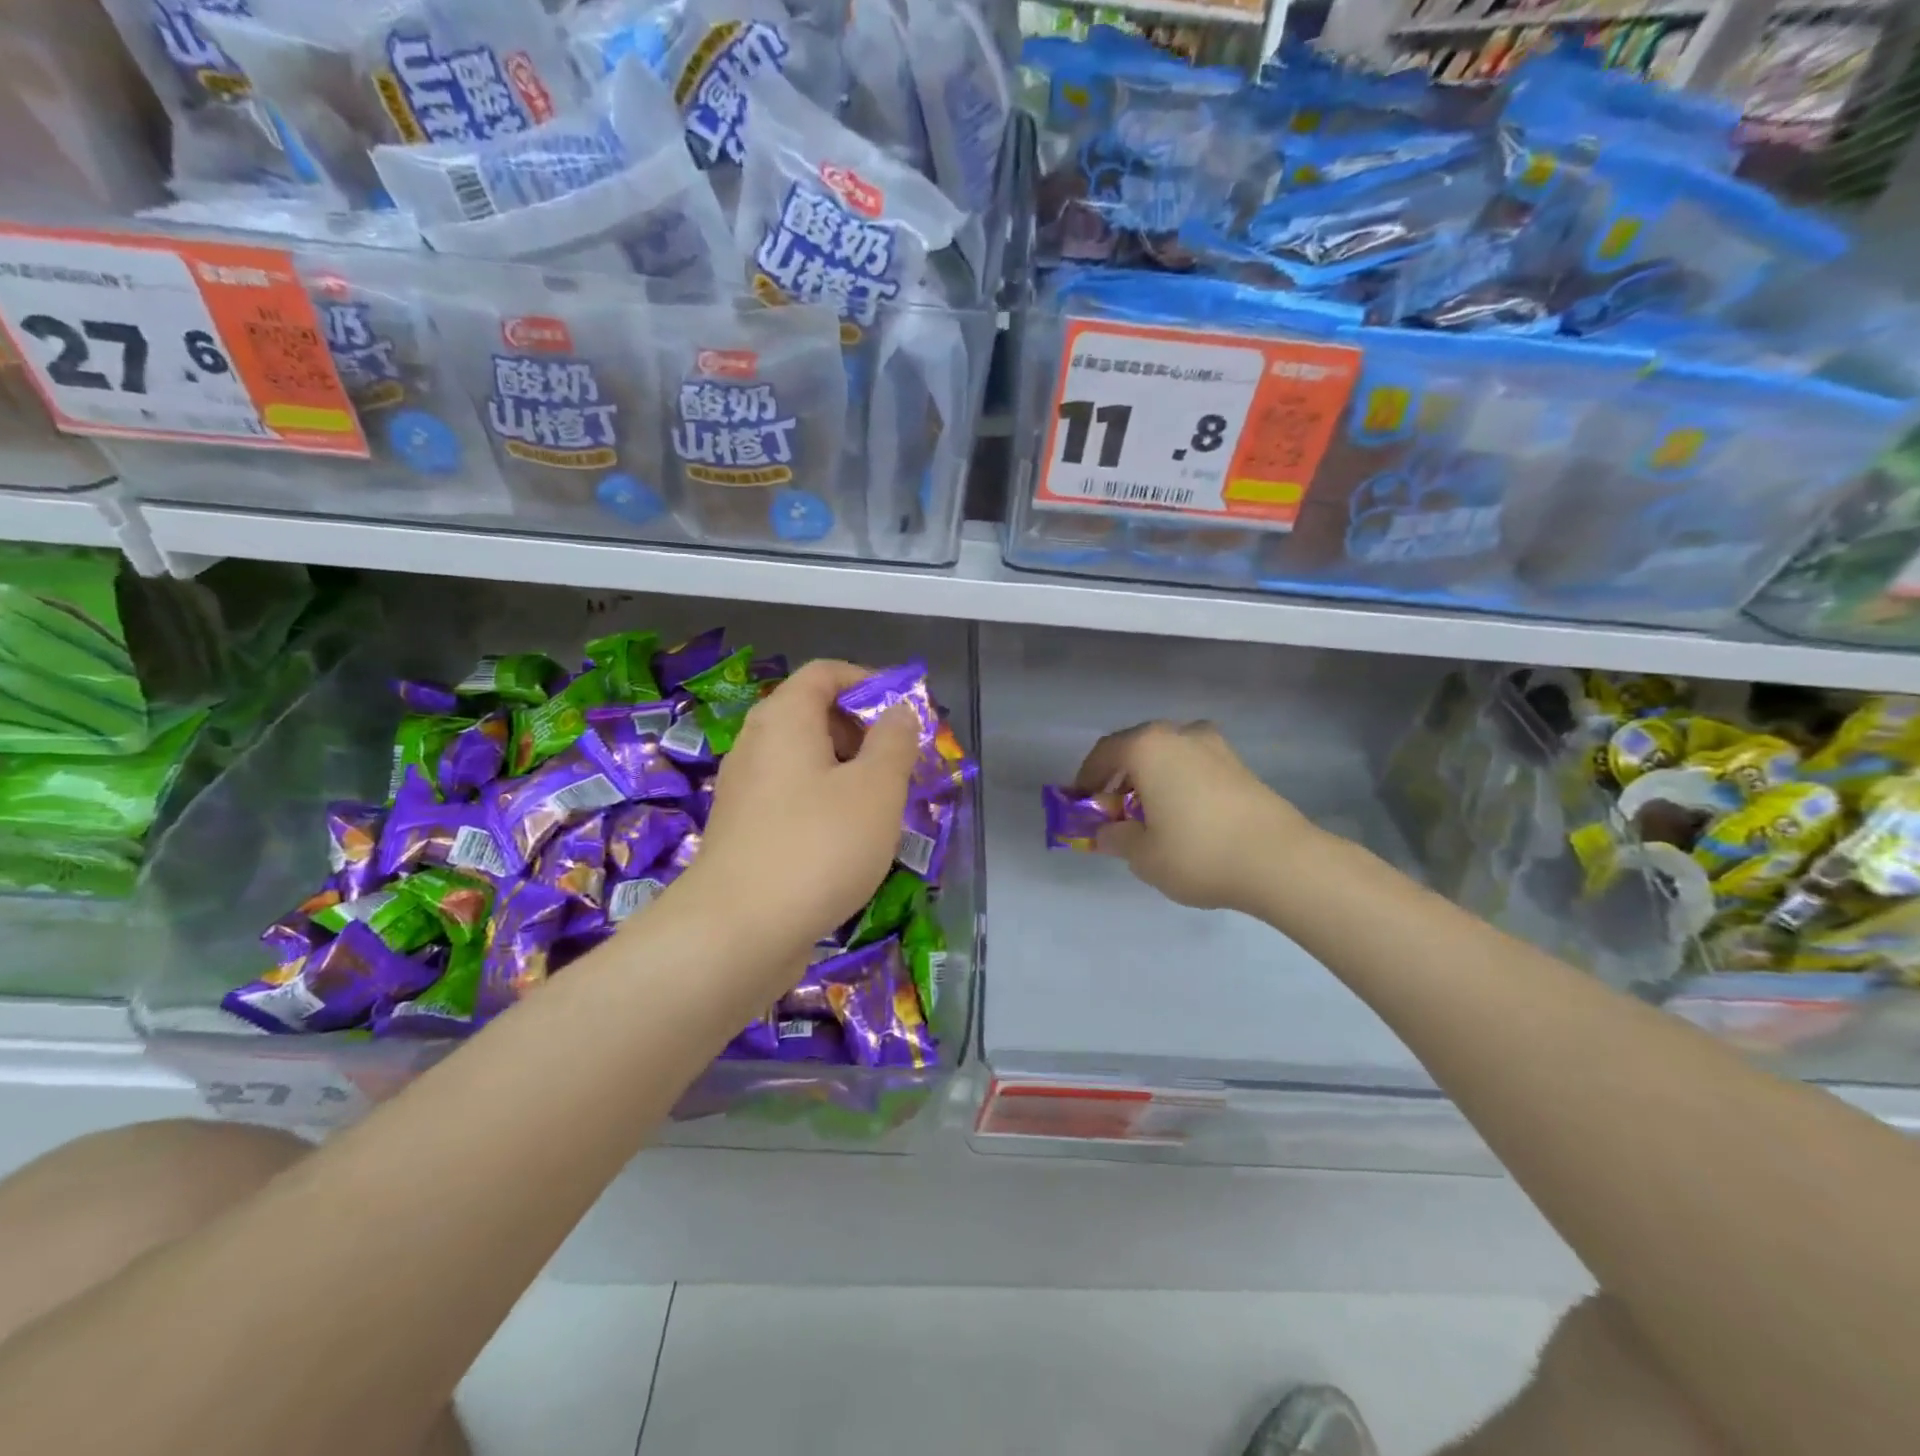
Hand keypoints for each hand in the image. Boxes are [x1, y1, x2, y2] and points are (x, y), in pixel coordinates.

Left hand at [675, 660, 919, 961]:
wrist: (736, 934)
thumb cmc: (818, 846)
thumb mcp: (877, 789)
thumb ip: (894, 742)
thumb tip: (898, 711)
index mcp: (784, 719)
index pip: (825, 673)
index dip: (868, 681)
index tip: (904, 713)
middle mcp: (757, 745)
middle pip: (813, 715)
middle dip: (862, 731)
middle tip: (900, 764)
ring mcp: (745, 791)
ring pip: (804, 762)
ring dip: (847, 772)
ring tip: (882, 806)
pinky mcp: (743, 832)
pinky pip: (792, 798)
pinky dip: (824, 803)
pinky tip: (849, 841)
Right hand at [1074, 720, 1315, 913]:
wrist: (1281, 861)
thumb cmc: (1198, 852)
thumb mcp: (1143, 855)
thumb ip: (1116, 838)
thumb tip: (1106, 832)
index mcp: (1148, 747)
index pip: (1104, 754)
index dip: (1086, 779)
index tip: (1081, 804)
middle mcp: (1180, 734)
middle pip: (1136, 749)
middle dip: (1120, 777)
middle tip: (1114, 810)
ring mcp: (1215, 746)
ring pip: (1168, 755)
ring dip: (1151, 778)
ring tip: (1150, 814)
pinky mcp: (1240, 764)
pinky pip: (1194, 766)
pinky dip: (1178, 782)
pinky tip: (1183, 815)